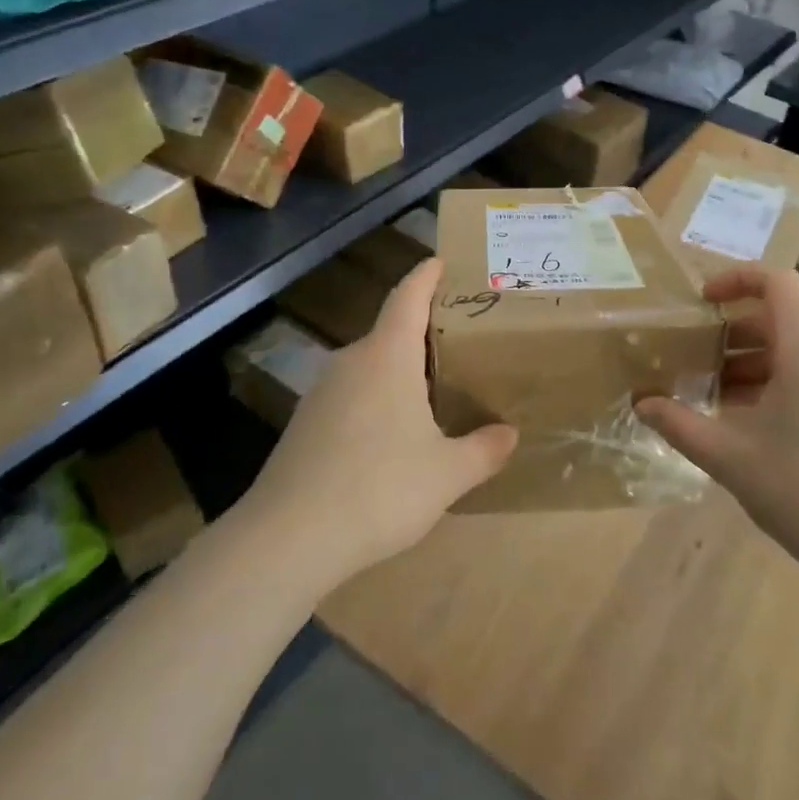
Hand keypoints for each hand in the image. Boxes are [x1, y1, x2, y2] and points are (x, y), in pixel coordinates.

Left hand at [240, 258, 516, 592]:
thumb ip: (484, 450)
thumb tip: (509, 434)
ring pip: (369, 367)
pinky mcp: (304, 425)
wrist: (289, 538)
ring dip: (399, 372)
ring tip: (431, 392)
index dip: (426, 276)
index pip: (408, 297)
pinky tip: (390, 438)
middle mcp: (351, 361)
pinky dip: (376, 401)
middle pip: (390, 332)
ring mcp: (321, 393)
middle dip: (422, 333)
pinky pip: (350, 396)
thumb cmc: (380, 489)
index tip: (440, 261)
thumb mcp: (447, 473)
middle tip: (458, 343)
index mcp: (388, 356)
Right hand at [637, 267, 798, 582]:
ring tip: (711, 399)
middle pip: (780, 321)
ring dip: (751, 366)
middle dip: (731, 335)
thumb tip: (642, 404)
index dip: (736, 279)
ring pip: (796, 355)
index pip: (778, 283)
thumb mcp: (732, 459)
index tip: (701, 302)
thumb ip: (681, 425)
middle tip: (691, 361)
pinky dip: (776, 387)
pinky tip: (750, 428)